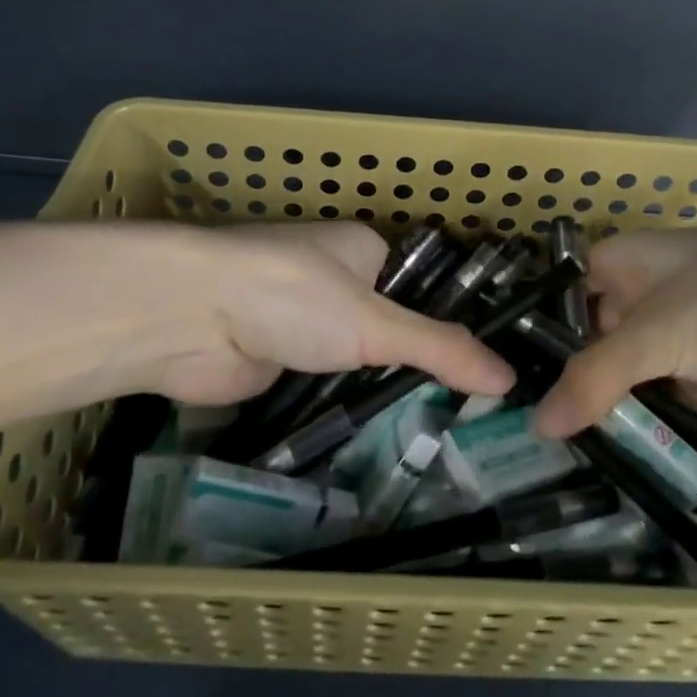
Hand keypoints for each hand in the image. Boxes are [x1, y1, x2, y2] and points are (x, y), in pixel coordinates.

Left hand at [120, 220, 515, 406]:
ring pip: (353, 364)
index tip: (486, 374)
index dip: (450, 327)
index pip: (420, 288)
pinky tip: (377, 447)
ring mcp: (300, 325)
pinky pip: (320, 389)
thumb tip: (509, 378)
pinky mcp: (274, 363)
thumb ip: (440, 350)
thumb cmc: (292, 296)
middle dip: (414, 368)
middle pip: (388, 329)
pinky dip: (339, 410)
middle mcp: (332, 282)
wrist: (187, 318)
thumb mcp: (376, 322)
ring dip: (375, 393)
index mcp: (361, 250)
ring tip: (436, 443)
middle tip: (468, 422)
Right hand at [531, 227, 696, 436]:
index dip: (540, 333)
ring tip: (572, 448)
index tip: (514, 382)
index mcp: (628, 259)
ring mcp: (688, 327)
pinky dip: (658, 415)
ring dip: (615, 402)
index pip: (565, 293)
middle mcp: (651, 288)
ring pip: (635, 368)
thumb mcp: (658, 337)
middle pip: (598, 334)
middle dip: (576, 378)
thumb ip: (594, 379)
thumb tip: (536, 425)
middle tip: (538, 430)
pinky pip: (672, 390)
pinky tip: (631, 447)